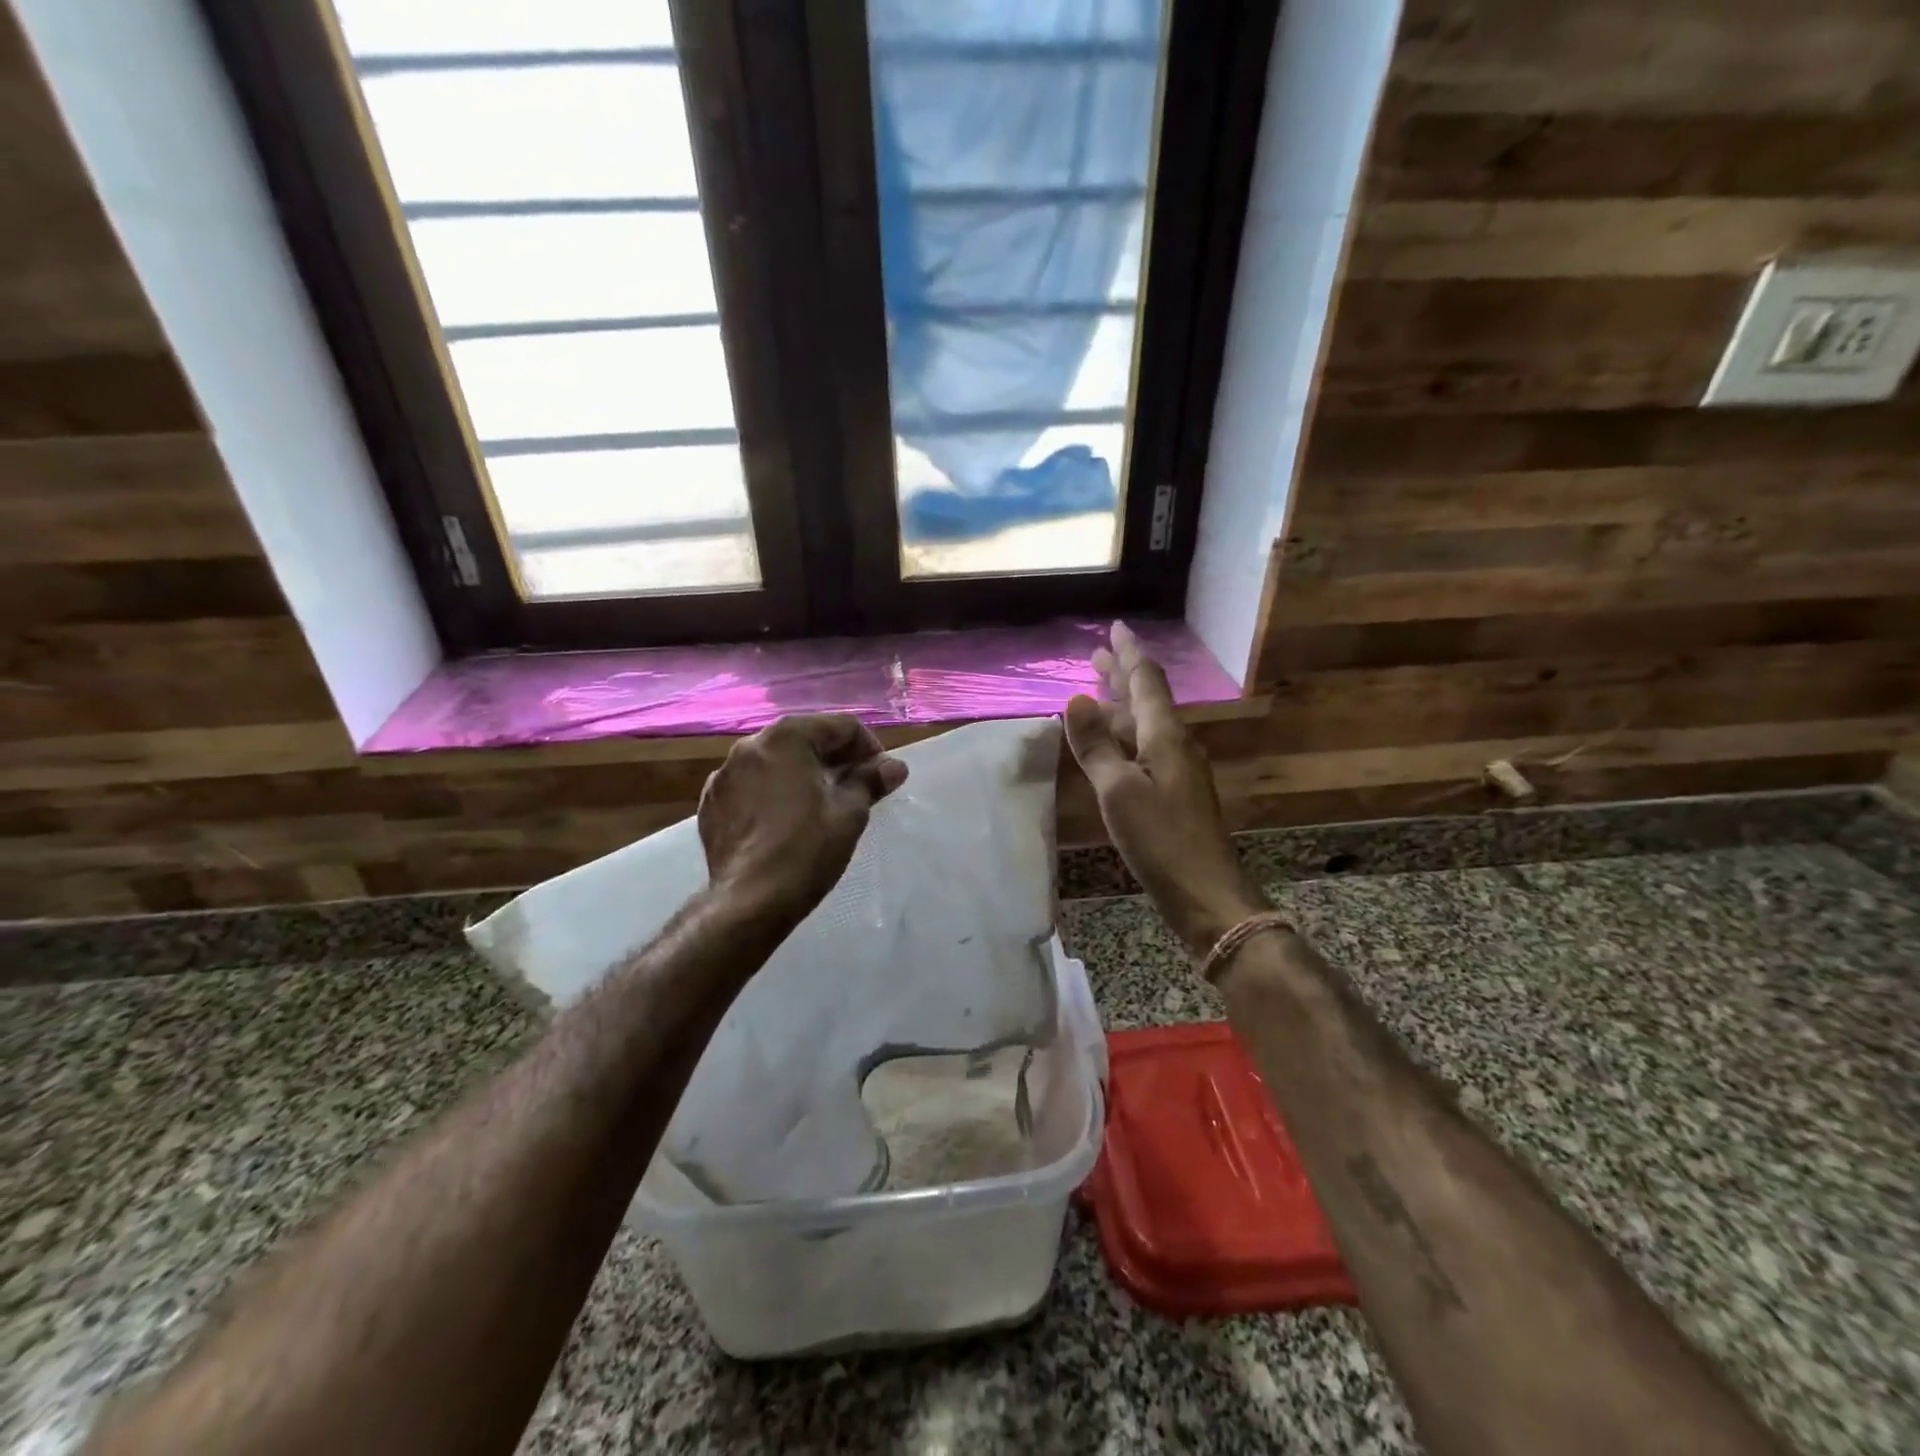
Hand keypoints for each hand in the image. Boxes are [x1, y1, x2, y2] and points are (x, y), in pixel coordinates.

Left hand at [698, 714, 907, 920]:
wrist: (749, 902)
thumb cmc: (806, 850)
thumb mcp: (849, 813)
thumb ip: (871, 780)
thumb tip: (894, 766)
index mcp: (786, 737)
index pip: (840, 726)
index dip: (868, 747)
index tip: (881, 775)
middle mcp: (749, 745)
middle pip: (805, 738)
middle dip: (835, 758)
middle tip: (857, 787)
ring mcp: (724, 774)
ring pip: (775, 761)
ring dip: (803, 773)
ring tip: (822, 804)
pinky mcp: (712, 802)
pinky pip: (752, 784)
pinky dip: (773, 791)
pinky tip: (786, 820)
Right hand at [1064, 623, 1268, 957]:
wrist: (1206, 893)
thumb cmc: (1161, 840)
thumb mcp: (1119, 792)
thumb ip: (1096, 746)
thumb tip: (1074, 699)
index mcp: (1165, 736)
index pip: (1146, 680)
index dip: (1128, 653)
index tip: (1115, 627)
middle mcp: (1176, 744)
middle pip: (1146, 699)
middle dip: (1121, 675)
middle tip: (1096, 655)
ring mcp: (1178, 769)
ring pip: (1145, 724)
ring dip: (1120, 705)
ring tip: (1095, 693)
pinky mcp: (1175, 792)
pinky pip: (1145, 748)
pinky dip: (1124, 735)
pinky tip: (1111, 745)